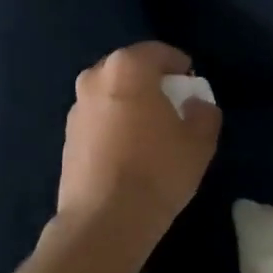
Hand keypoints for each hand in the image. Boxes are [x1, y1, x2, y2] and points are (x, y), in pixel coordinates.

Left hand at [57, 42, 219, 235]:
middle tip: (172, 104)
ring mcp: (76, 109)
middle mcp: (94, 79)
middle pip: (129, 70)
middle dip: (151, 81)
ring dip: (130, 103)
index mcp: (127, 68)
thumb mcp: (199, 142)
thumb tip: (197, 105)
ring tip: (150, 130)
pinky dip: (114, 125)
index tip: (192, 82)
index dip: (179, 65)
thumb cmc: (157, 171)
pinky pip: (98, 120)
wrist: (104, 221)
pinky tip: (129, 151)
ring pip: (110, 95)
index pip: (158, 52)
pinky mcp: (67, 138)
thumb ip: (204, 113)